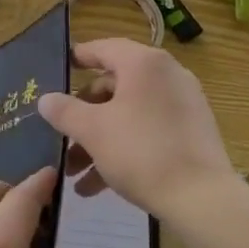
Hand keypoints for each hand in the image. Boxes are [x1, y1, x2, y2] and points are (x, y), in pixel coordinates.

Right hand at [37, 38, 232, 220]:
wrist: (203, 199)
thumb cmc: (141, 152)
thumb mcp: (93, 130)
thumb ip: (64, 110)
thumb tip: (46, 99)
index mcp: (143, 63)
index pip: (103, 48)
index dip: (77, 58)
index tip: (57, 69)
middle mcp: (166, 75)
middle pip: (113, 86)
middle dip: (83, 116)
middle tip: (61, 138)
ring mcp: (182, 104)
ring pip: (128, 114)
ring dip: (98, 140)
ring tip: (74, 174)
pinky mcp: (191, 132)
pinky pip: (147, 131)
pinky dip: (123, 149)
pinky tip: (97, 187)